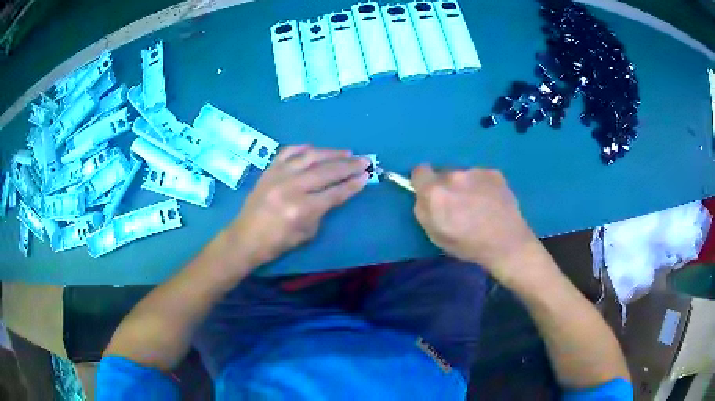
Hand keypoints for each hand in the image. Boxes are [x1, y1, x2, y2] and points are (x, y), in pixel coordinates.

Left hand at [225, 146, 369, 267]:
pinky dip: (303, 148)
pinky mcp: (269, 170)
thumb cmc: (278, 242)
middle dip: (349, 165)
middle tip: (364, 160)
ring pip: (309, 157)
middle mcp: (291, 187)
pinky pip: (288, 152)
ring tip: (346, 152)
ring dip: (331, 153)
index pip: (335, 193)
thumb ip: (322, 211)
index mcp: (302, 209)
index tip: (367, 175)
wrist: (246, 237)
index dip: (353, 184)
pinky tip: (314, 148)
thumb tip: (336, 192)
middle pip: (326, 171)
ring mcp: (278, 175)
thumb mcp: (307, 233)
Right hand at [412, 165, 544, 284]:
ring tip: (478, 205)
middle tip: (458, 205)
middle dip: (446, 186)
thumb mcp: (435, 235)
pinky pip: (481, 176)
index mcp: (436, 192)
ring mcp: (476, 172)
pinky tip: (491, 202)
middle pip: (443, 173)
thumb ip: (423, 210)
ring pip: (463, 175)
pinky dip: (482, 186)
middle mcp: (454, 175)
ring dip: (465, 186)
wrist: (506, 243)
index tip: (430, 194)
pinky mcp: (494, 173)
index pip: (419, 171)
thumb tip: (423, 196)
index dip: (423, 182)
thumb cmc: (468, 244)